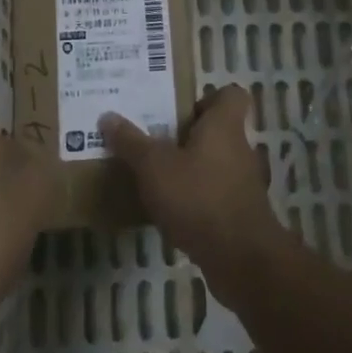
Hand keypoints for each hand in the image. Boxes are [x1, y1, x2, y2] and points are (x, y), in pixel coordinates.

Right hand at [101, 85, 287, 293]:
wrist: (241, 259)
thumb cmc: (198, 197)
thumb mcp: (154, 167)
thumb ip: (131, 142)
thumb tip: (107, 116)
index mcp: (223, 125)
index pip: (231, 94)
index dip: (209, 97)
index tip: (180, 110)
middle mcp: (239, 148)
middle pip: (218, 130)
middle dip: (189, 135)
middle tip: (156, 141)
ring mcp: (244, 182)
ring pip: (217, 163)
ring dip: (192, 168)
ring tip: (159, 177)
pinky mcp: (242, 213)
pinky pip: (217, 194)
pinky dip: (198, 198)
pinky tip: (173, 211)